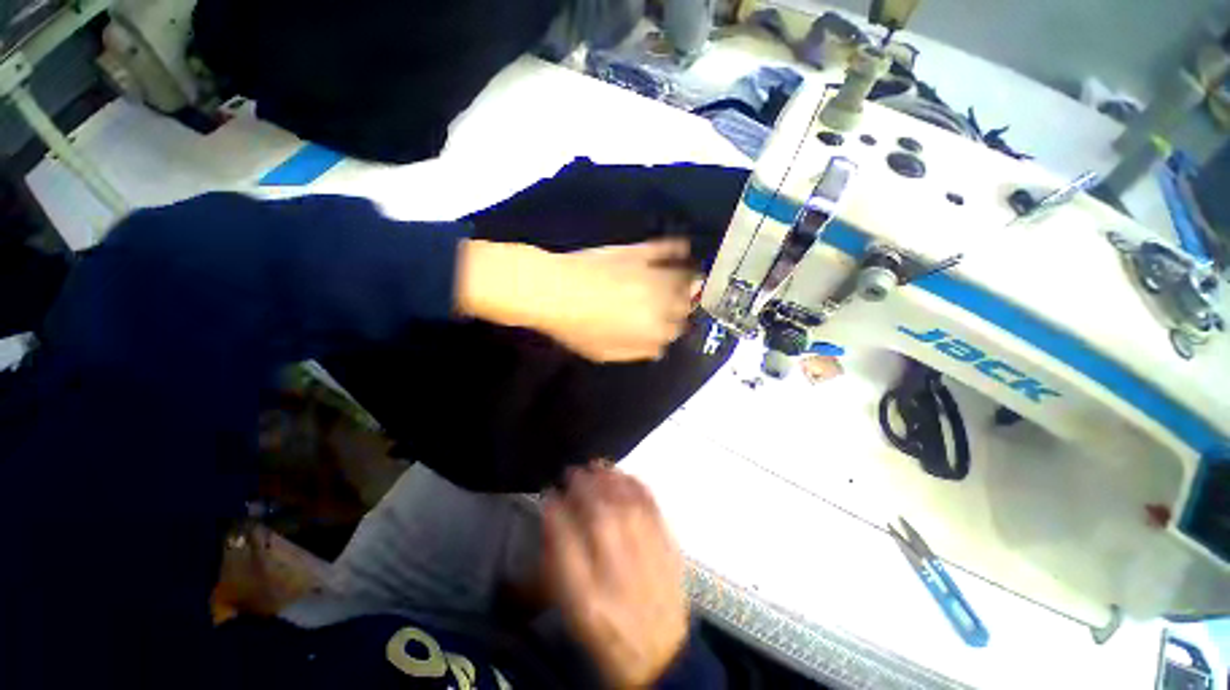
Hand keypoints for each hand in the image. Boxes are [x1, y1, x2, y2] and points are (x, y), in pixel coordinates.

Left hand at [456, 238, 696, 361]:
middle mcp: (661, 302)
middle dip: (683, 307)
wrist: (554, 291)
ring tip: (690, 279)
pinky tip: (683, 249)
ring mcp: (651, 275)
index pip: (676, 330)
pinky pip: (665, 248)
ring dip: (689, 281)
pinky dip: (677, 248)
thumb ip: (636, 352)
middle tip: (675, 305)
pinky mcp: (639, 253)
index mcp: (652, 330)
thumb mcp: (605, 353)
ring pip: (684, 278)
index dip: (671, 329)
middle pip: (685, 305)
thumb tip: (658, 349)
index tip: (665, 326)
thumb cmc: (576, 328)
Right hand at [543, 464, 688, 688]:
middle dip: (584, 487)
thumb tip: (553, 516)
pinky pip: (653, 509)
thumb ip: (560, 563)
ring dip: (611, 480)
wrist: (660, 654)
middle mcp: (619, 574)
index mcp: (589, 598)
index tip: (550, 492)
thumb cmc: (608, 630)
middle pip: (600, 518)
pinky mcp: (669, 548)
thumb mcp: (574, 609)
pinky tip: (627, 475)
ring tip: (598, 465)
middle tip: (573, 471)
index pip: (566, 543)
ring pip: (628, 507)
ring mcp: (648, 558)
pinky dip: (638, 487)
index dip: (555, 511)